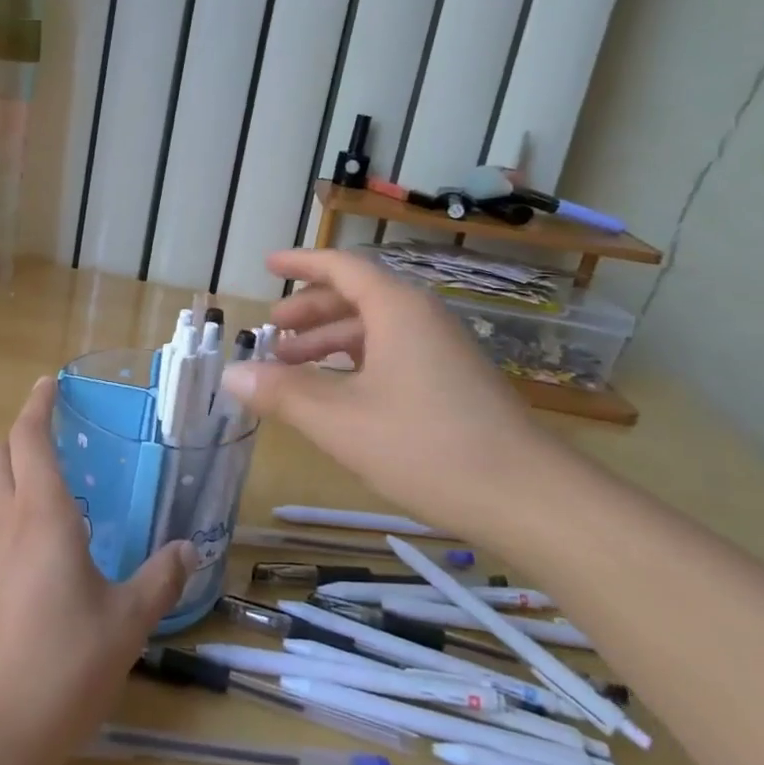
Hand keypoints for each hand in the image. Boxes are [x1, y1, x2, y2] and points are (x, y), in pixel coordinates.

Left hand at [0, 377, 196, 764]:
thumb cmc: (60, 668)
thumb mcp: (125, 625)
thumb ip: (159, 580)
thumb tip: (190, 549)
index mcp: (42, 514)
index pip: (29, 437)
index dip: (37, 404)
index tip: (48, 384)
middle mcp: (1, 520)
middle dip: (19, 435)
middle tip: (51, 440)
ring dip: (7, 477)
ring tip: (45, 499)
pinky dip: (0, 519)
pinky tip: (27, 557)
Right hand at [219, 248, 562, 540]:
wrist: (532, 501)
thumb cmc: (428, 447)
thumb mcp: (340, 421)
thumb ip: (282, 393)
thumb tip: (231, 374)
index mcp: (397, 310)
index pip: (341, 267)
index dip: (300, 263)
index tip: (267, 265)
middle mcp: (421, 319)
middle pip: (356, 296)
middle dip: (309, 310)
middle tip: (272, 331)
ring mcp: (442, 351)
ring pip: (375, 329)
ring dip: (329, 341)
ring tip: (292, 367)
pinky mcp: (453, 383)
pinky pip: (393, 353)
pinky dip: (356, 362)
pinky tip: (338, 394)